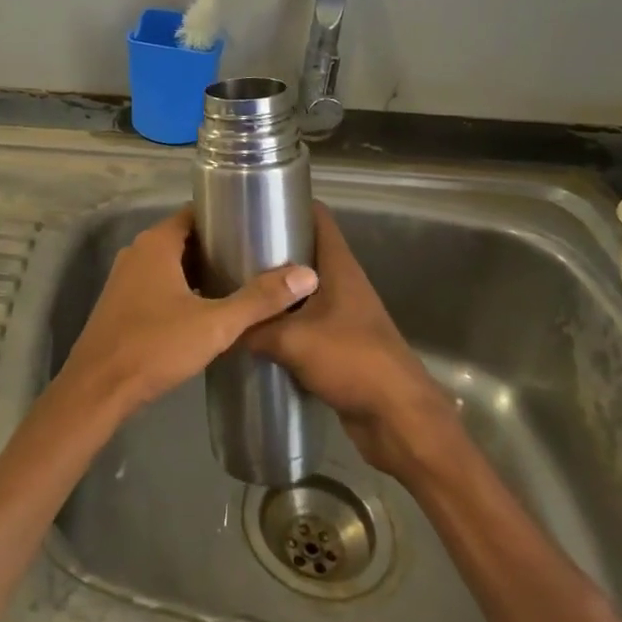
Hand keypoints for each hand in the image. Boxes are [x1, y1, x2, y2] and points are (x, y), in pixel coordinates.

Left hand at [55, 206, 318, 423]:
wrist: (99, 389)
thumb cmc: (155, 346)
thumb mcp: (215, 324)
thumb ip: (259, 299)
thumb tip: (306, 274)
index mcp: (157, 243)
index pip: (196, 213)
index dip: (226, 216)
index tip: (257, 226)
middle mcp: (138, 251)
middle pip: (185, 238)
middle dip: (218, 246)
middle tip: (256, 257)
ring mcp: (126, 277)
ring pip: (171, 263)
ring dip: (200, 270)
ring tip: (239, 281)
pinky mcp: (122, 302)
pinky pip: (158, 282)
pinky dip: (183, 287)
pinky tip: (207, 308)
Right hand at [247, 204, 460, 476]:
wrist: (397, 418)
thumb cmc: (352, 361)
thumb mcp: (293, 341)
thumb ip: (255, 328)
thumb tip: (224, 325)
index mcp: (339, 267)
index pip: (317, 217)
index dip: (290, 203)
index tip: (253, 203)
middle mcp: (343, 283)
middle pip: (305, 252)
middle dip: (271, 248)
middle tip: (230, 249)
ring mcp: (343, 314)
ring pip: (302, 290)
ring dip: (275, 289)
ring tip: (235, 287)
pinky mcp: (339, 344)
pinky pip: (304, 322)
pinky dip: (283, 322)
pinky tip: (254, 330)